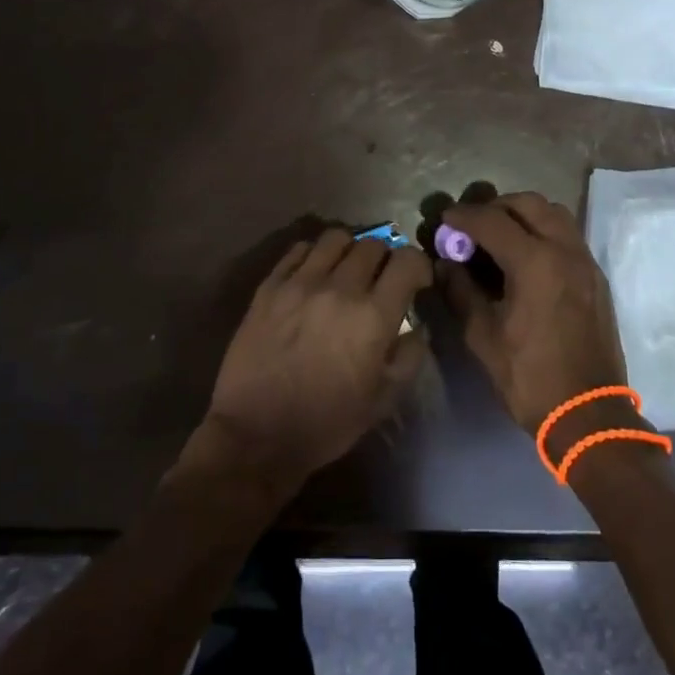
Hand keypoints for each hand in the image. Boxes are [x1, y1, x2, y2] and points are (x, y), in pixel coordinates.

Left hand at [191, 229, 430, 495]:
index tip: (416, 282)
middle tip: (380, 280)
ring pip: (335, 238)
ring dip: (350, 250)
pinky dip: (313, 255)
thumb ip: (410, 356)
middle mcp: (339, 289)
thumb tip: (418, 326)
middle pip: (373, 245)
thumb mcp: (383, 400)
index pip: (407, 261)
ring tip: (346, 271)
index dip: (418, 266)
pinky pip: (298, 250)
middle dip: (385, 259)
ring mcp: (300, 283)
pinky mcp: (269, 287)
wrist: (256, 436)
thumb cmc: (327, 423)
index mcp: (373, 316)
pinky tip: (313, 275)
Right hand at [439, 193, 630, 437]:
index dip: (464, 216)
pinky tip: (525, 256)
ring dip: (523, 214)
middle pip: (528, 203)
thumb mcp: (483, 337)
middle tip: (472, 226)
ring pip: (553, 213)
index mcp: (535, 263)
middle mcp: (564, 250)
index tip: (444, 219)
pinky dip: (543, 230)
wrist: (589, 414)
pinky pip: (567, 234)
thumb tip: (445, 264)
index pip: (492, 221)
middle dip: (496, 207)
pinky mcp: (596, 276)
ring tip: (500, 235)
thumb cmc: (530, 377)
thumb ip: (461, 292)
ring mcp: (585, 261)